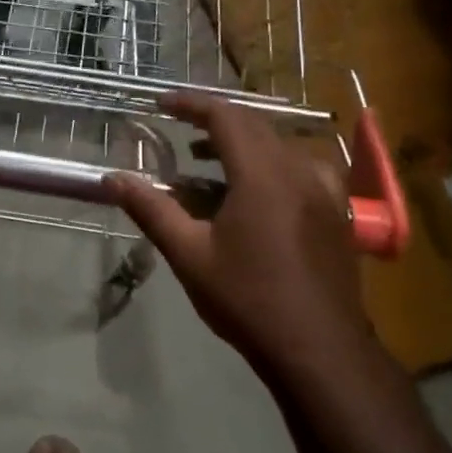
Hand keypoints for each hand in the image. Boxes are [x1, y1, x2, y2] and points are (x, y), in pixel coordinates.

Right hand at [107, 91, 375, 384]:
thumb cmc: (248, 299)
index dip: (191, 104)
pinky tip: (260, 191)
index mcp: (263, 174)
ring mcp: (326, 192)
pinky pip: (304, 169)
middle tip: (181, 131)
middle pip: (256, 126)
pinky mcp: (337, 213)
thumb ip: (151, 209)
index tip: (160, 103)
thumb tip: (113, 178)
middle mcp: (299, 171)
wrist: (318, 349)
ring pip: (281, 146)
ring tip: (211, 161)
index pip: (226, 116)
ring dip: (244, 143)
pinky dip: (273, 164)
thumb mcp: (189, 254)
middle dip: (215, 121)